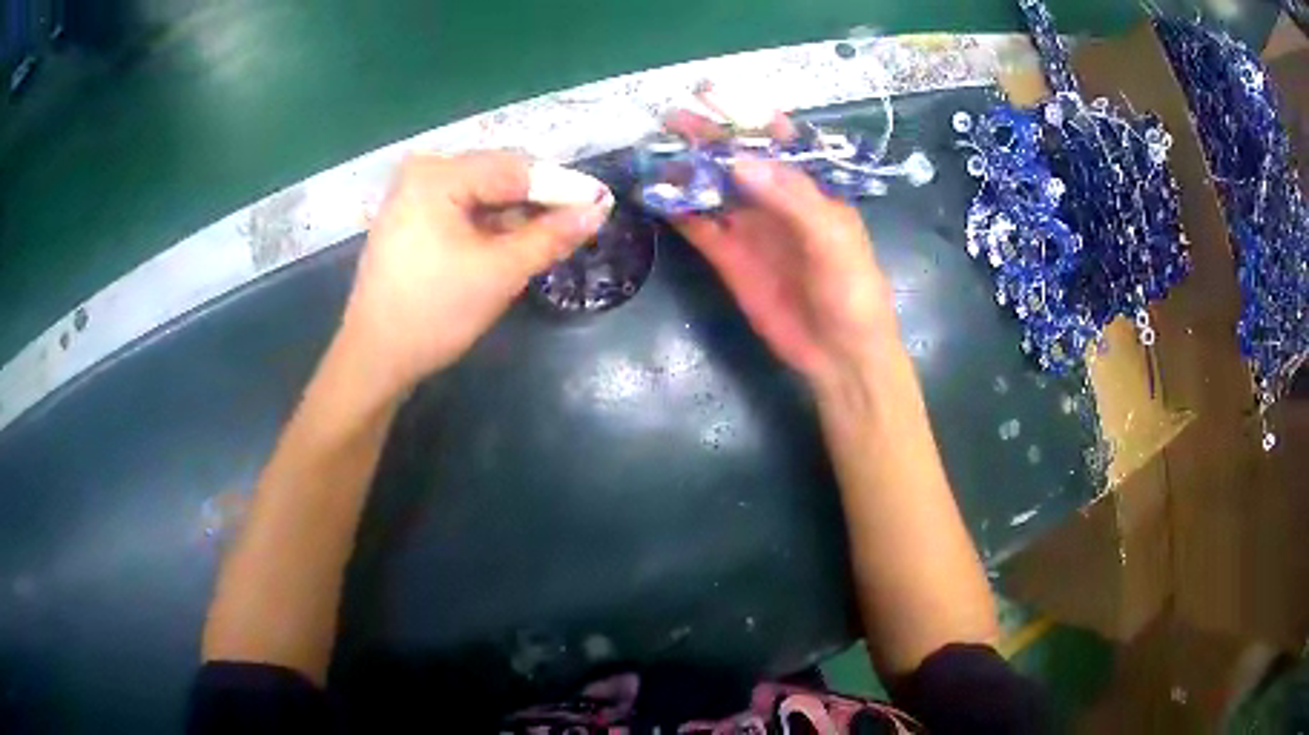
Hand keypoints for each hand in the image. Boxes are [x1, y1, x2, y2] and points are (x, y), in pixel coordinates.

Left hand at [339, 151, 611, 394]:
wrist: (375, 358)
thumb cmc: (434, 313)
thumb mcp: (500, 273)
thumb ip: (551, 236)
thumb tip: (599, 209)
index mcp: (437, 175)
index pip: (516, 168)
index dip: (562, 186)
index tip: (603, 203)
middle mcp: (422, 172)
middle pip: (498, 176)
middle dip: (538, 201)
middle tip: (579, 225)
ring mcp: (412, 195)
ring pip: (482, 195)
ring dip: (516, 216)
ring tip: (551, 237)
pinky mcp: (410, 219)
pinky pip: (462, 210)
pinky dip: (490, 225)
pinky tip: (513, 243)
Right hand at [668, 115, 899, 395]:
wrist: (839, 354)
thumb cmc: (852, 291)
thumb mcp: (833, 238)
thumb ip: (792, 197)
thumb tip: (740, 160)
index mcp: (810, 188)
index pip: (779, 141)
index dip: (749, 117)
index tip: (716, 95)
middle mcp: (777, 201)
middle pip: (737, 160)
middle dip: (707, 138)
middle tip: (672, 118)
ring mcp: (750, 228)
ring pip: (712, 189)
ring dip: (685, 170)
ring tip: (654, 150)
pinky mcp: (728, 258)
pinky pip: (698, 227)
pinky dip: (676, 210)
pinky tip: (653, 193)